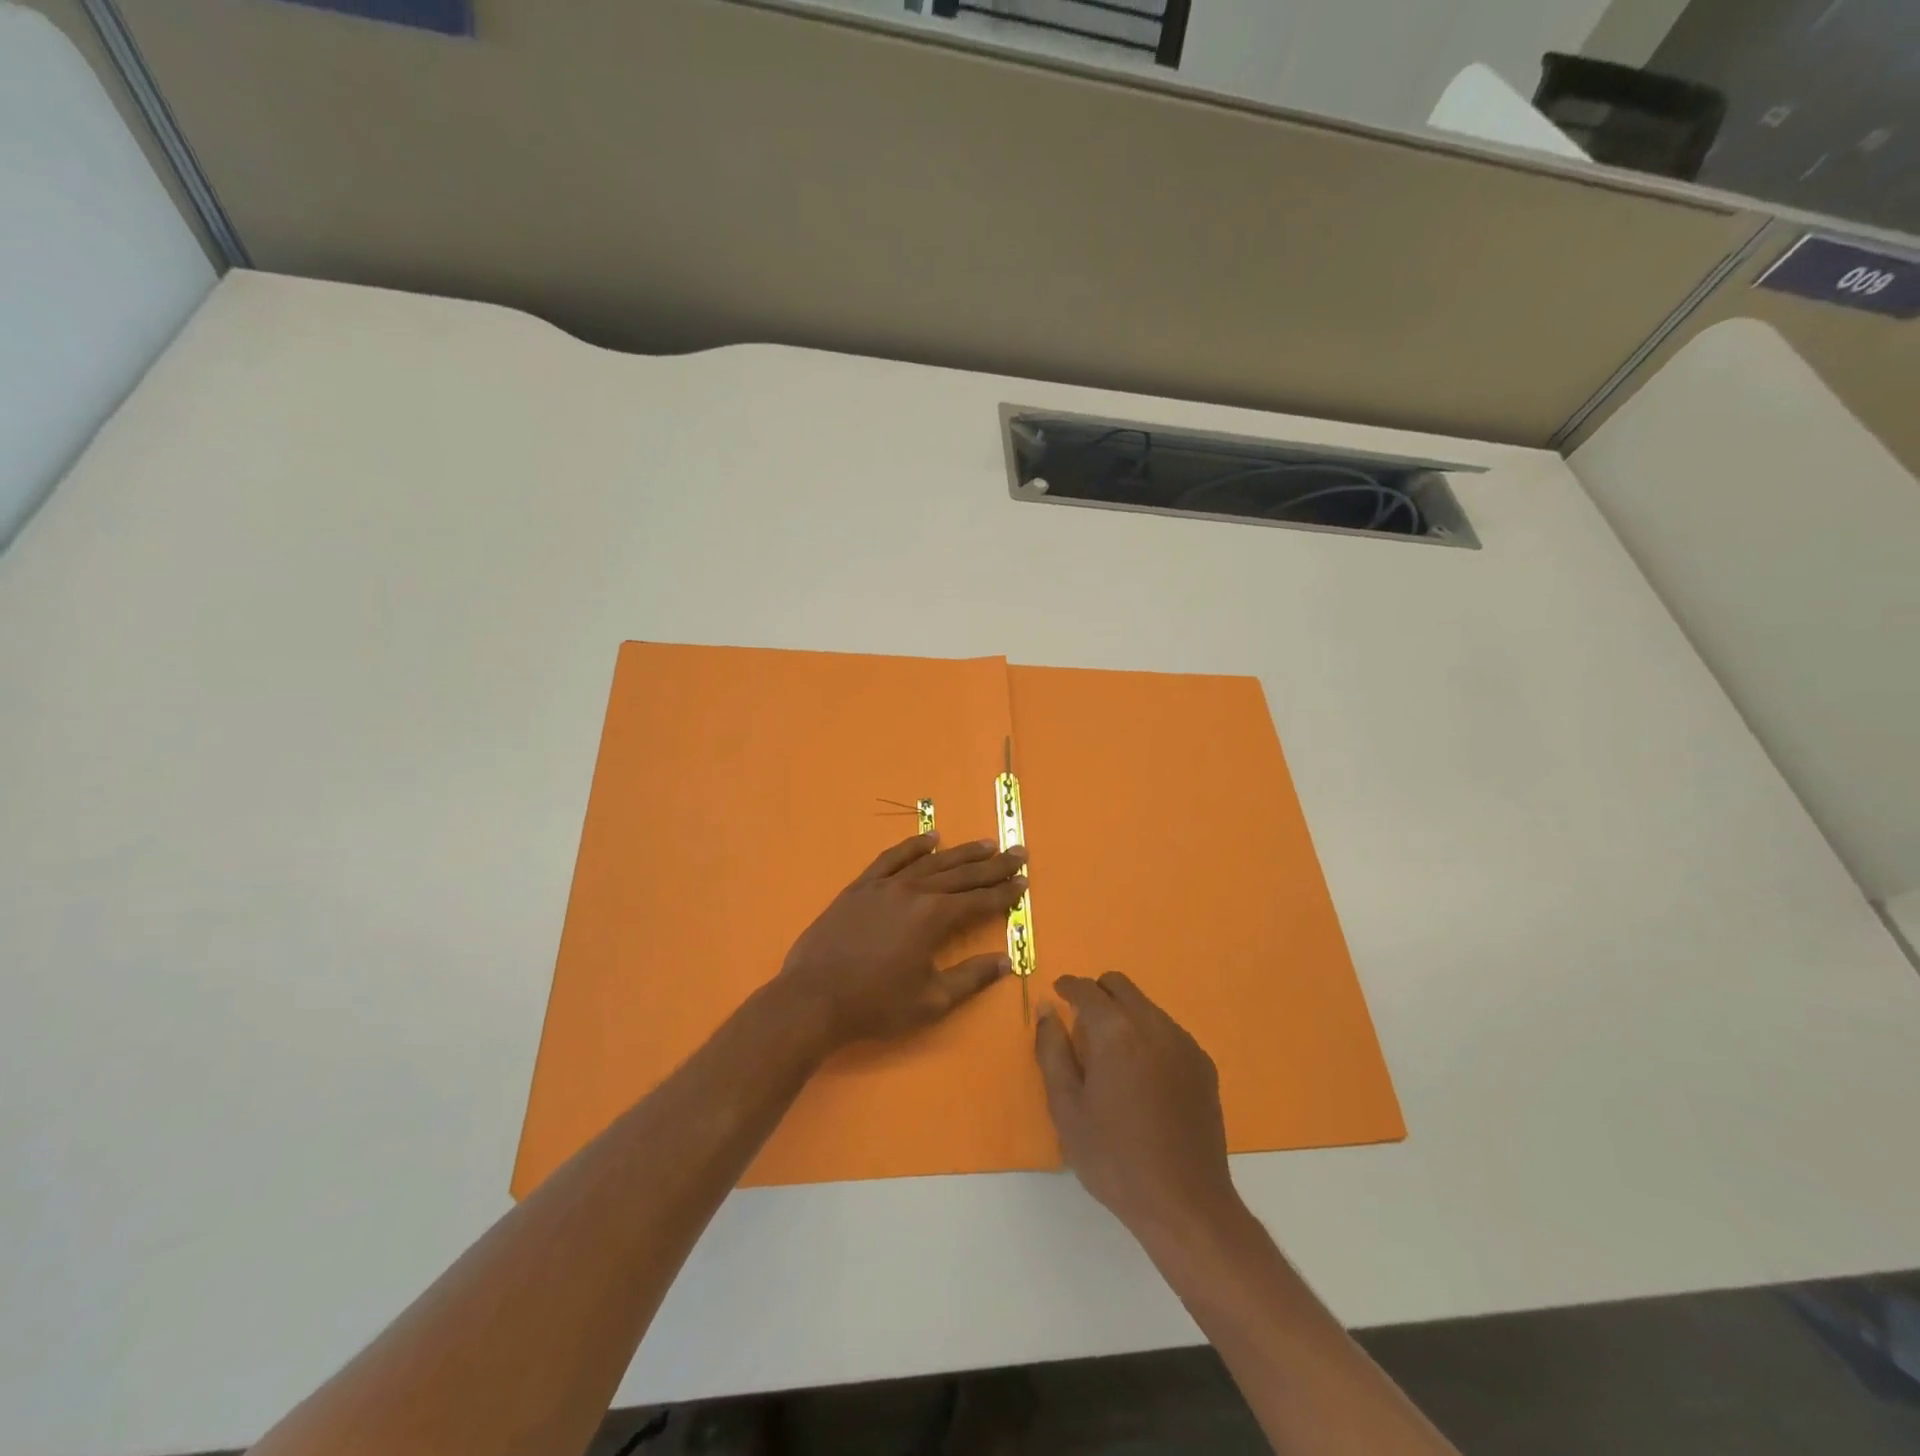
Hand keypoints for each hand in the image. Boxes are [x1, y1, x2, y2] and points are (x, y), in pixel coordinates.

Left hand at [776, 833, 1027, 1050]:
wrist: (813, 999)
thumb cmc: (875, 1005)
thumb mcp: (931, 1000)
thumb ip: (971, 978)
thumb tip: (1006, 961)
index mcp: (933, 917)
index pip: (979, 900)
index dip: (1004, 893)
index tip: (1024, 882)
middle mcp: (913, 891)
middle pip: (961, 874)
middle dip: (992, 865)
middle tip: (1017, 853)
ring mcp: (884, 885)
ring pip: (930, 862)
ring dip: (960, 852)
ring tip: (985, 844)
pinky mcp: (860, 887)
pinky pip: (892, 858)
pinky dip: (913, 846)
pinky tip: (930, 838)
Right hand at [1035, 972, 1240, 1244]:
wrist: (1185, 1204)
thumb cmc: (1114, 1158)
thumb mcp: (1066, 1108)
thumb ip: (1052, 1050)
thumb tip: (1046, 1010)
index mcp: (1117, 1032)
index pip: (1088, 989)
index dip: (1068, 986)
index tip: (1058, 994)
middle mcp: (1154, 1025)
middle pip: (1121, 986)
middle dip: (1097, 993)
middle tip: (1081, 1022)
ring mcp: (1184, 1043)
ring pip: (1146, 1006)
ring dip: (1124, 1014)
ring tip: (1112, 1054)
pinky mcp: (1203, 1065)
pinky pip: (1168, 1031)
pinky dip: (1148, 1035)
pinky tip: (1142, 1075)